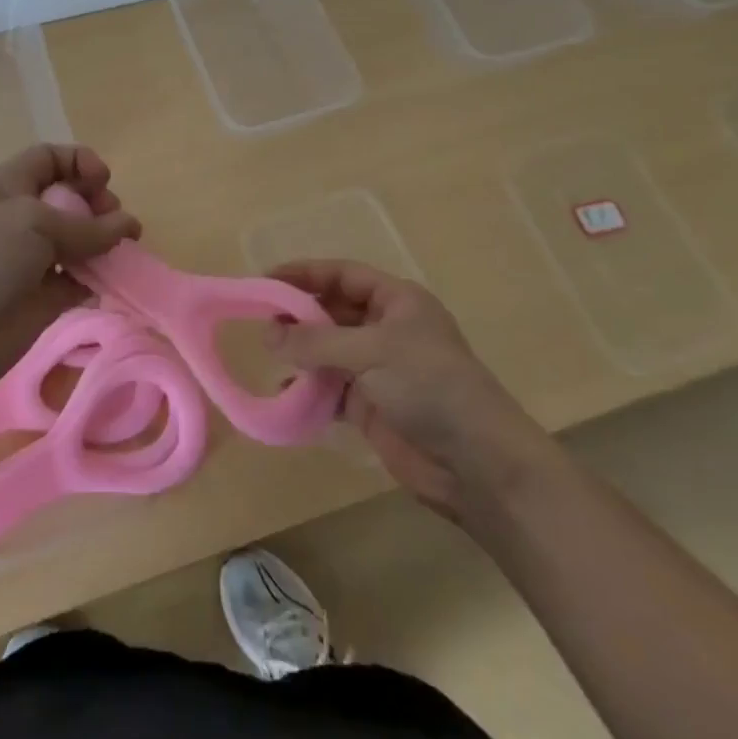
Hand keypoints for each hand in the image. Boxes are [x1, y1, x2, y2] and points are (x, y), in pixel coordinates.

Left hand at [0, 144, 140, 407]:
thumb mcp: (33, 225)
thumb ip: (87, 226)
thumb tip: (129, 225)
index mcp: (9, 186)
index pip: (50, 159)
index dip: (80, 162)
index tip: (104, 182)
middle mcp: (22, 219)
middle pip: (72, 199)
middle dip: (99, 205)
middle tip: (116, 224)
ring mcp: (33, 261)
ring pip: (81, 243)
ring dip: (105, 245)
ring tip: (123, 254)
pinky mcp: (44, 301)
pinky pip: (81, 282)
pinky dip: (99, 281)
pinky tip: (112, 283)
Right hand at [268, 261, 555, 521]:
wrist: (477, 464)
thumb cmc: (429, 387)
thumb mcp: (372, 352)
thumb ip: (316, 341)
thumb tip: (268, 333)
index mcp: (397, 301)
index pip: (343, 275)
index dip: (305, 273)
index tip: (265, 278)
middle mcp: (386, 329)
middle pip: (332, 311)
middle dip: (298, 314)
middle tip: (260, 320)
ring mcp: (378, 369)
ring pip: (328, 350)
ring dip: (300, 352)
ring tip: (267, 355)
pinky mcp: (371, 406)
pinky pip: (330, 388)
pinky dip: (307, 389)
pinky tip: (285, 393)